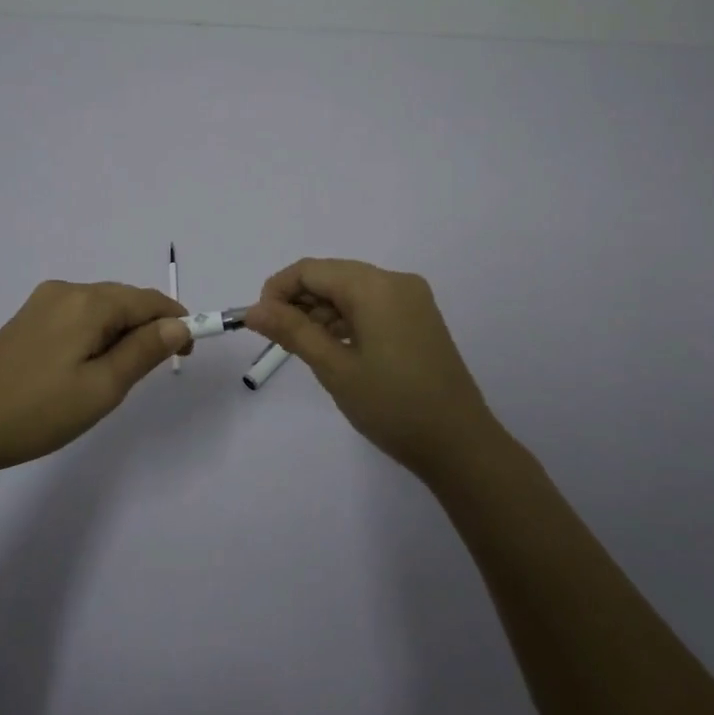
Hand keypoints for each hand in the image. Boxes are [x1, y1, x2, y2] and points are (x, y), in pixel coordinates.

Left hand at [0, 280, 190, 478]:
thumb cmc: (38, 412)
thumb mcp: (102, 388)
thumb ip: (144, 351)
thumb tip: (179, 324)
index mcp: (88, 302)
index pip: (148, 300)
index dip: (176, 321)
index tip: (188, 353)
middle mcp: (66, 291)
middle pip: (124, 300)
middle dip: (147, 328)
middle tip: (152, 372)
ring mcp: (41, 303)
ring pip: (100, 309)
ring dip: (120, 333)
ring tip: (115, 377)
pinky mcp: (25, 319)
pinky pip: (77, 317)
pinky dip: (95, 335)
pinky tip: (84, 368)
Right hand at [244, 258, 502, 480]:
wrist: (459, 444)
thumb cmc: (391, 405)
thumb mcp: (334, 368)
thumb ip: (292, 331)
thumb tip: (254, 310)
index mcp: (375, 286)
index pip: (312, 269)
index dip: (278, 290)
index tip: (259, 323)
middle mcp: (395, 282)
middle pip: (332, 276)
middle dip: (299, 301)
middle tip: (277, 340)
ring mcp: (412, 300)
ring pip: (352, 292)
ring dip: (322, 313)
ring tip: (303, 350)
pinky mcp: (419, 319)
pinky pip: (372, 306)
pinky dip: (347, 321)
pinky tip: (333, 349)